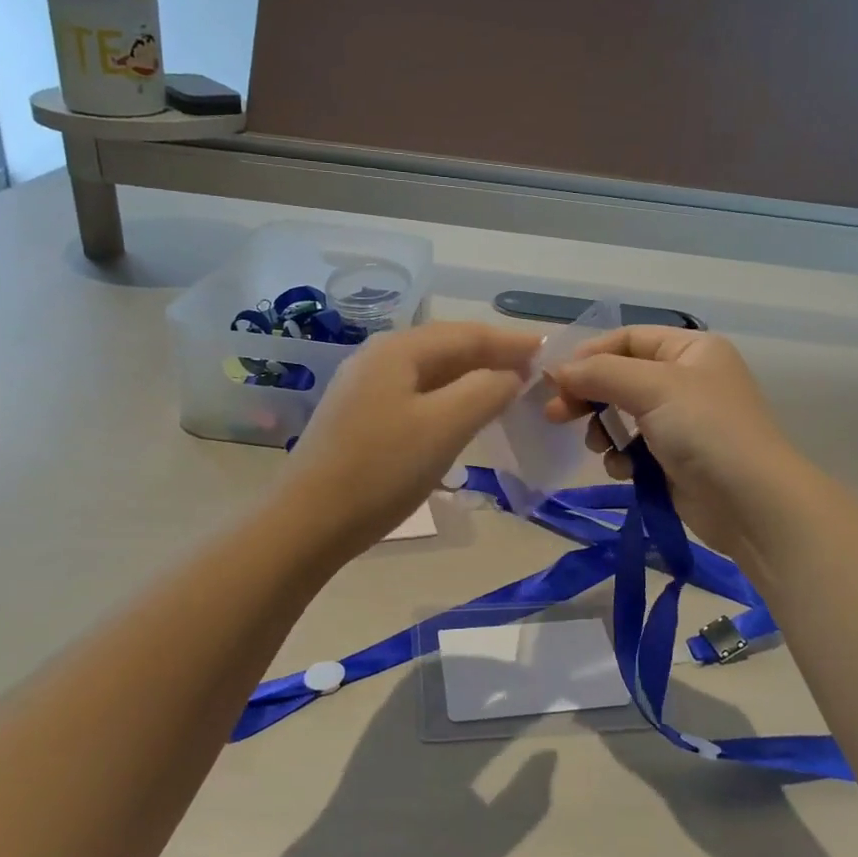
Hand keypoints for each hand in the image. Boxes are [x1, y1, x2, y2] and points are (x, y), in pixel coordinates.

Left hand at [278, 321, 539, 554]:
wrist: (307, 522)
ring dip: (471, 379)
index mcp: (399, 350)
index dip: (511, 341)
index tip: (550, 351)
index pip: (467, 334)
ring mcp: (364, 387)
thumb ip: (486, 390)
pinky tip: (461, 416)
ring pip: (431, 373)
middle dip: (492, 356)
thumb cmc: (382, 470)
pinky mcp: (358, 417)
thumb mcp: (445, 426)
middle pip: (447, 348)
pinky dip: (448, 399)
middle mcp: (378, 357)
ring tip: (506, 391)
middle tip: (533, 371)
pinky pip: (415, 395)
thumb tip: (511, 375)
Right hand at [543, 326, 819, 562]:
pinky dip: (622, 457)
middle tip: (555, 414)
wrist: (751, 503)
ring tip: (598, 446)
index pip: (628, 339)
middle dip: (588, 395)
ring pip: (621, 415)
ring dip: (602, 430)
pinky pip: (632, 448)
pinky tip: (624, 470)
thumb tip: (556, 371)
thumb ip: (600, 373)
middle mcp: (686, 380)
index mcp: (690, 350)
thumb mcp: (652, 388)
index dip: (590, 354)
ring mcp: (680, 421)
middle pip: (620, 377)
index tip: (555, 377)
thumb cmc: (705, 430)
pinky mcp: (673, 459)